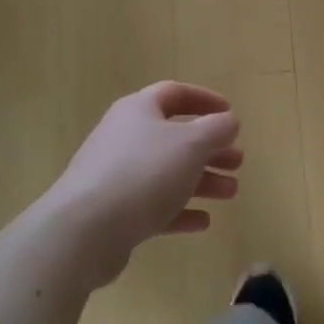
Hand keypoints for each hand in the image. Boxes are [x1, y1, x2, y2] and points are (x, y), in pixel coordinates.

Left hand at [39, 82, 242, 288]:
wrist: (85, 230)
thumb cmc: (144, 173)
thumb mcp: (191, 144)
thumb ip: (217, 129)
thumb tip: (229, 121)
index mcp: (139, 110)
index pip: (175, 93)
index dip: (205, 100)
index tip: (231, 114)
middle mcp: (125, 137)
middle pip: (174, 137)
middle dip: (209, 148)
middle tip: (237, 161)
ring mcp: (117, 176)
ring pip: (167, 172)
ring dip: (202, 180)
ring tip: (231, 193)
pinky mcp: (115, 212)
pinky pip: (154, 206)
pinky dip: (180, 211)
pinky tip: (203, 222)